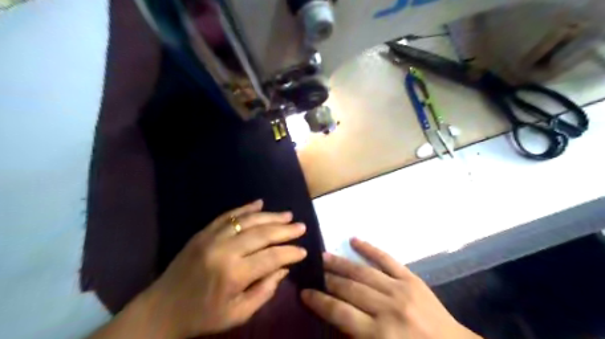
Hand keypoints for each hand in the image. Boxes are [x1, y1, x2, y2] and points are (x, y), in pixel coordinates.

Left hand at [136, 200, 307, 337]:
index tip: (304, 251)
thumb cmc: (202, 317)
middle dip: (285, 230)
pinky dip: (245, 208)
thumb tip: (283, 268)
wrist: (160, 310)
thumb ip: (264, 291)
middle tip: (301, 226)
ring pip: (247, 220)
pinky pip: (227, 215)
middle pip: (262, 234)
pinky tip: (259, 203)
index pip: (271, 257)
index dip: (290, 253)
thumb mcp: (237, 314)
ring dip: (270, 216)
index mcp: (234, 274)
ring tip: (287, 215)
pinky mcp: (203, 232)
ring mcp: (212, 238)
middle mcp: (225, 250)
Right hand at [301, 238, 482, 338]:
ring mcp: (400, 289)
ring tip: (324, 256)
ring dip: (341, 263)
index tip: (304, 292)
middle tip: (312, 271)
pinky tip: (354, 239)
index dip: (319, 301)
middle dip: (327, 280)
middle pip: (348, 289)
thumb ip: (356, 336)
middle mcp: (387, 308)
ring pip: (363, 272)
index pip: (339, 312)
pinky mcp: (411, 278)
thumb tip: (334, 318)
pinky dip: (369, 248)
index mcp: (379, 334)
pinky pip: (386, 259)